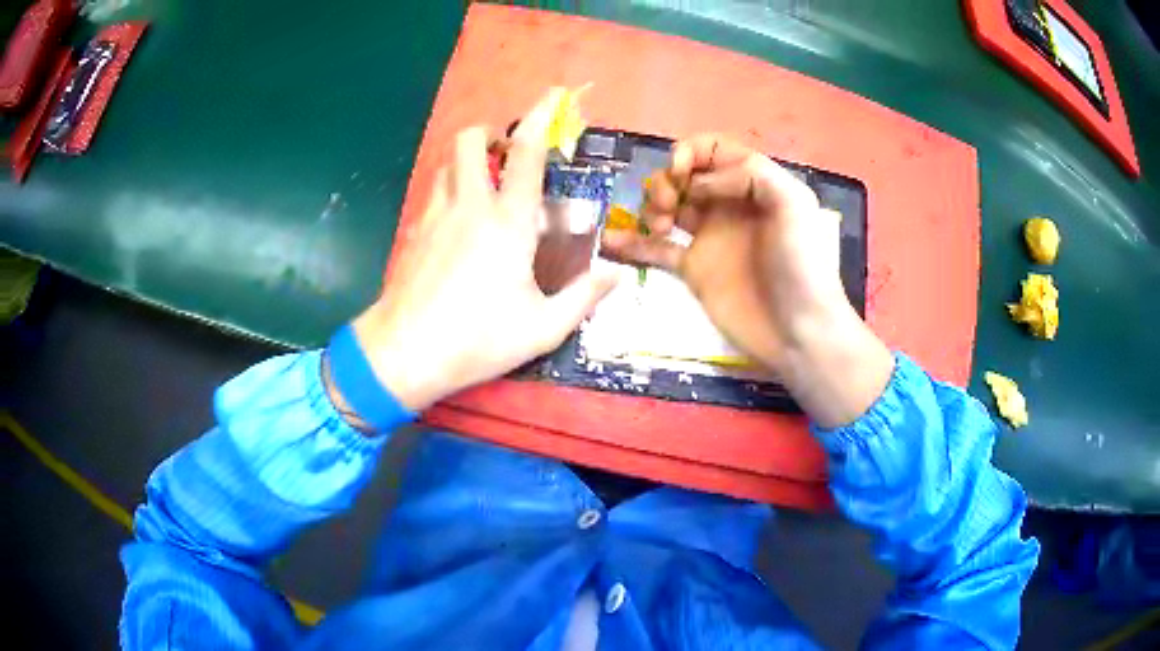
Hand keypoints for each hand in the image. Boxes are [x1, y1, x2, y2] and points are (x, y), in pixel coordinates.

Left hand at [347, 90, 617, 411]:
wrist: (403, 354)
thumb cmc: (477, 340)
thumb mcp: (542, 328)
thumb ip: (583, 296)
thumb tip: (615, 274)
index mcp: (507, 222)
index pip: (526, 153)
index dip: (541, 118)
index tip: (552, 96)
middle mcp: (468, 206)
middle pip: (470, 140)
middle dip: (489, 133)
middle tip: (507, 157)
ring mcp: (434, 216)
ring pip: (447, 164)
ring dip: (468, 162)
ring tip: (485, 188)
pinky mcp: (414, 234)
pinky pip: (433, 194)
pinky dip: (449, 192)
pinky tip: (459, 227)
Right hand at [601, 135, 891, 427]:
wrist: (798, 330)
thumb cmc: (802, 265)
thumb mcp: (793, 203)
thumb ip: (750, 174)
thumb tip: (698, 182)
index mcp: (752, 184)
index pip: (713, 149)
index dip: (691, 152)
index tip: (682, 174)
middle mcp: (727, 205)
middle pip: (684, 175)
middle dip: (668, 180)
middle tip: (670, 206)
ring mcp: (708, 238)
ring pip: (667, 206)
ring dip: (652, 205)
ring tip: (659, 227)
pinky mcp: (693, 269)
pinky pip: (655, 249)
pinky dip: (631, 243)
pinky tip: (609, 241)